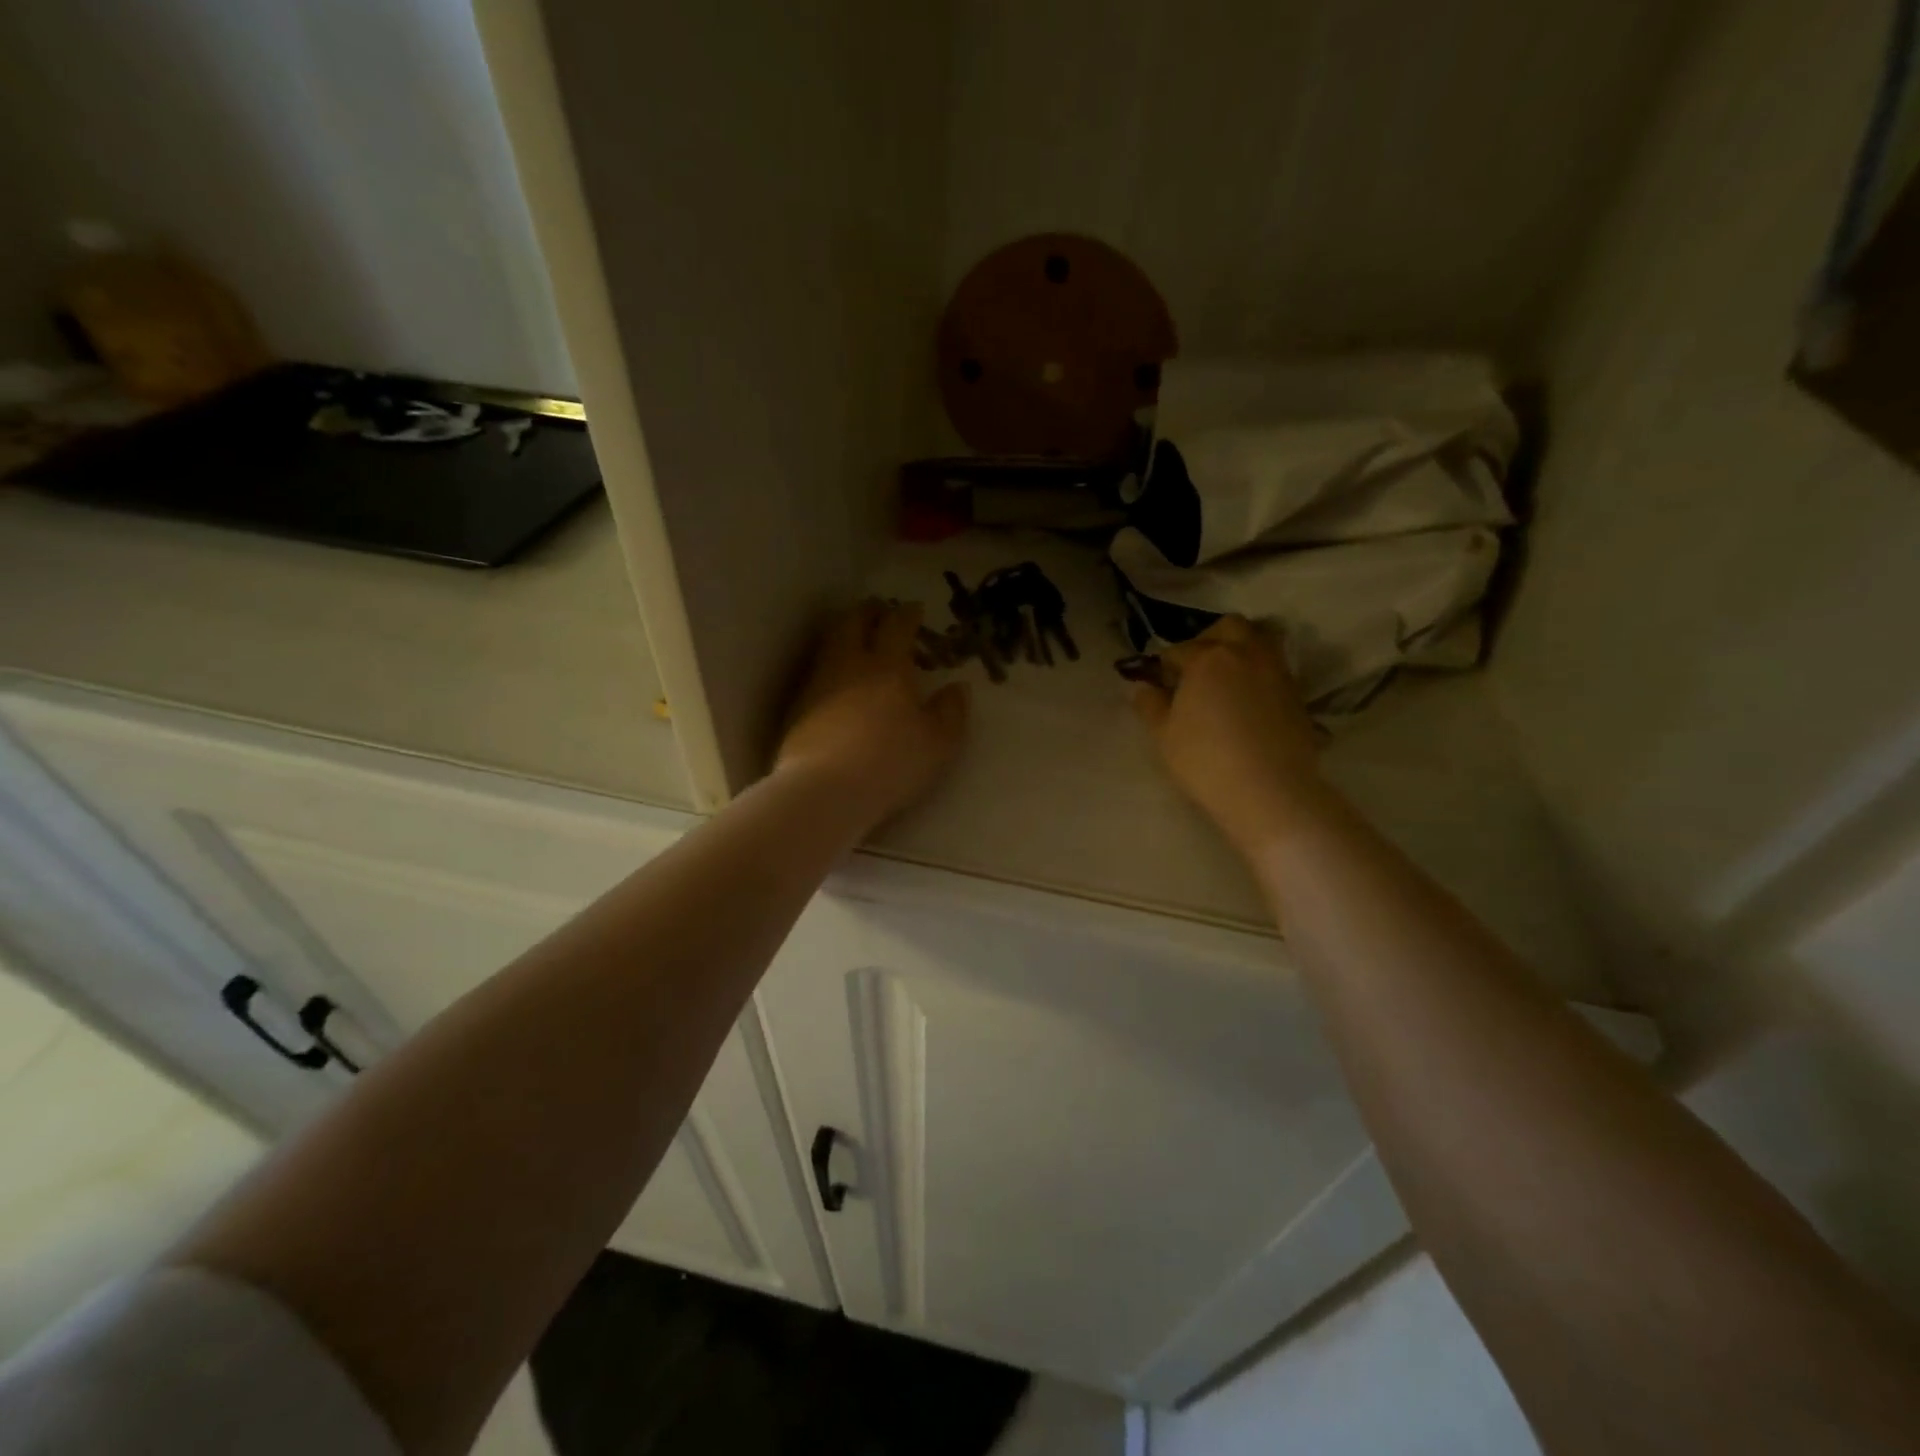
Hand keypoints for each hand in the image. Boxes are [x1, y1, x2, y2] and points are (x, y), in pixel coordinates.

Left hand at [774, 601, 969, 828]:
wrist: (825, 790)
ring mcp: (817, 685)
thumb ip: (951, 712)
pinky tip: (836, 684)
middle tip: (878, 611)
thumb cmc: (891, 763)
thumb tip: (957, 688)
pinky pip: (816, 674)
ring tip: (855, 641)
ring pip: (829, 645)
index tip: (914, 609)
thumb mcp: (938, 743)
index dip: (907, 614)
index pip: (896, 626)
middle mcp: (848, 665)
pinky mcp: (796, 709)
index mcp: (887, 666)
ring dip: (844, 635)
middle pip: (852, 623)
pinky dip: (830, 667)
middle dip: (867, 612)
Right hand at [1130, 616, 1330, 855]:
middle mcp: (1245, 654)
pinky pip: (1276, 669)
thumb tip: (1142, 687)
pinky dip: (1261, 674)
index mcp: (1207, 658)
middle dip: (1210, 640)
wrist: (1269, 791)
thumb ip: (1150, 705)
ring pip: (1262, 640)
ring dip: (1242, 649)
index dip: (1166, 665)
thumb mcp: (1164, 735)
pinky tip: (1249, 701)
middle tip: (1197, 668)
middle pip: (1230, 627)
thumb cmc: (1205, 760)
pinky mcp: (1298, 695)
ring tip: (1228, 677)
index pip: (1179, 649)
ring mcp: (1277, 672)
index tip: (1160, 684)